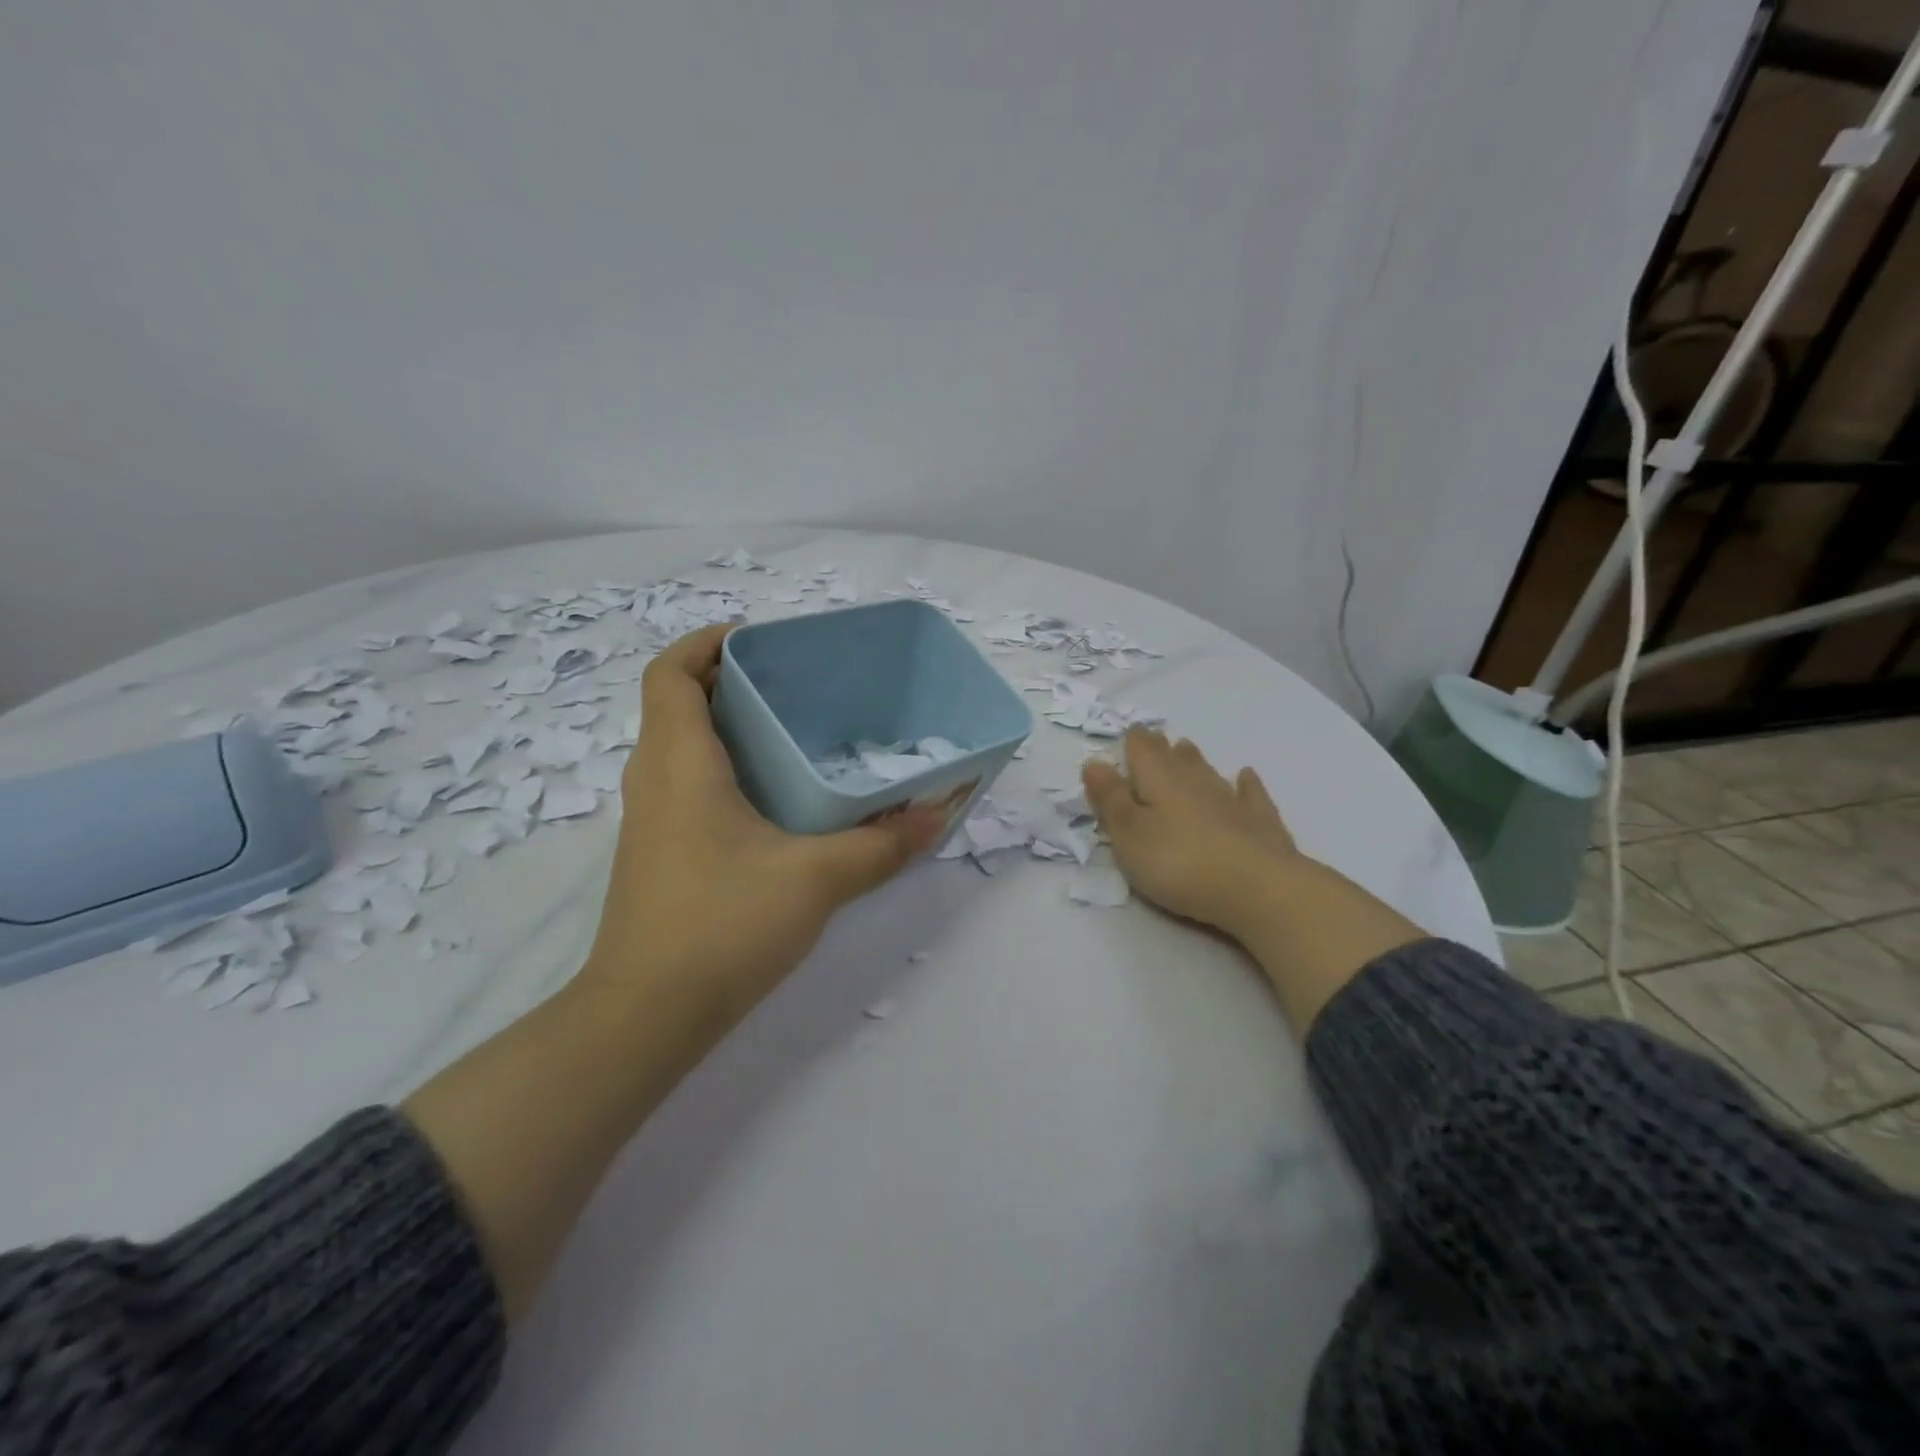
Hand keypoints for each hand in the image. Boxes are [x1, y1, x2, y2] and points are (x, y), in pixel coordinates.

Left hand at [583, 624, 945, 1017]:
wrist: (647, 1016)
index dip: (705, 642)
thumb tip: (937, 814)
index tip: (758, 639)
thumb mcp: (816, 879)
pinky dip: (724, 768)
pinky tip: (776, 798)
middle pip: (677, 703)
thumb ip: (882, 845)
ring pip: (681, 746)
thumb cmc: (723, 926)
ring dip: (726, 725)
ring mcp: (651, 820)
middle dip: (728, 680)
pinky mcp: (660, 854)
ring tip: (793, 730)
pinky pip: (686, 784)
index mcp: (680, 763)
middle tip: (794, 683)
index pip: (670, 673)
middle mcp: (655, 780)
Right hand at [1081, 728, 1297, 940]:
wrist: (1258, 889)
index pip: (1141, 749)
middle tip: (1154, 741)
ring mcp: (1231, 800)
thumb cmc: (1178, 862)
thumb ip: (1110, 799)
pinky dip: (1246, 784)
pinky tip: (1246, 777)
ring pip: (1208, 772)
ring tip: (1186, 749)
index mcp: (1158, 780)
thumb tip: (1094, 762)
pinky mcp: (1260, 823)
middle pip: (1174, 757)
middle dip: (1161, 748)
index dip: (1132, 742)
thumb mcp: (1128, 835)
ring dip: (1195, 760)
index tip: (1128, 735)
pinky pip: (1250, 794)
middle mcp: (1194, 781)